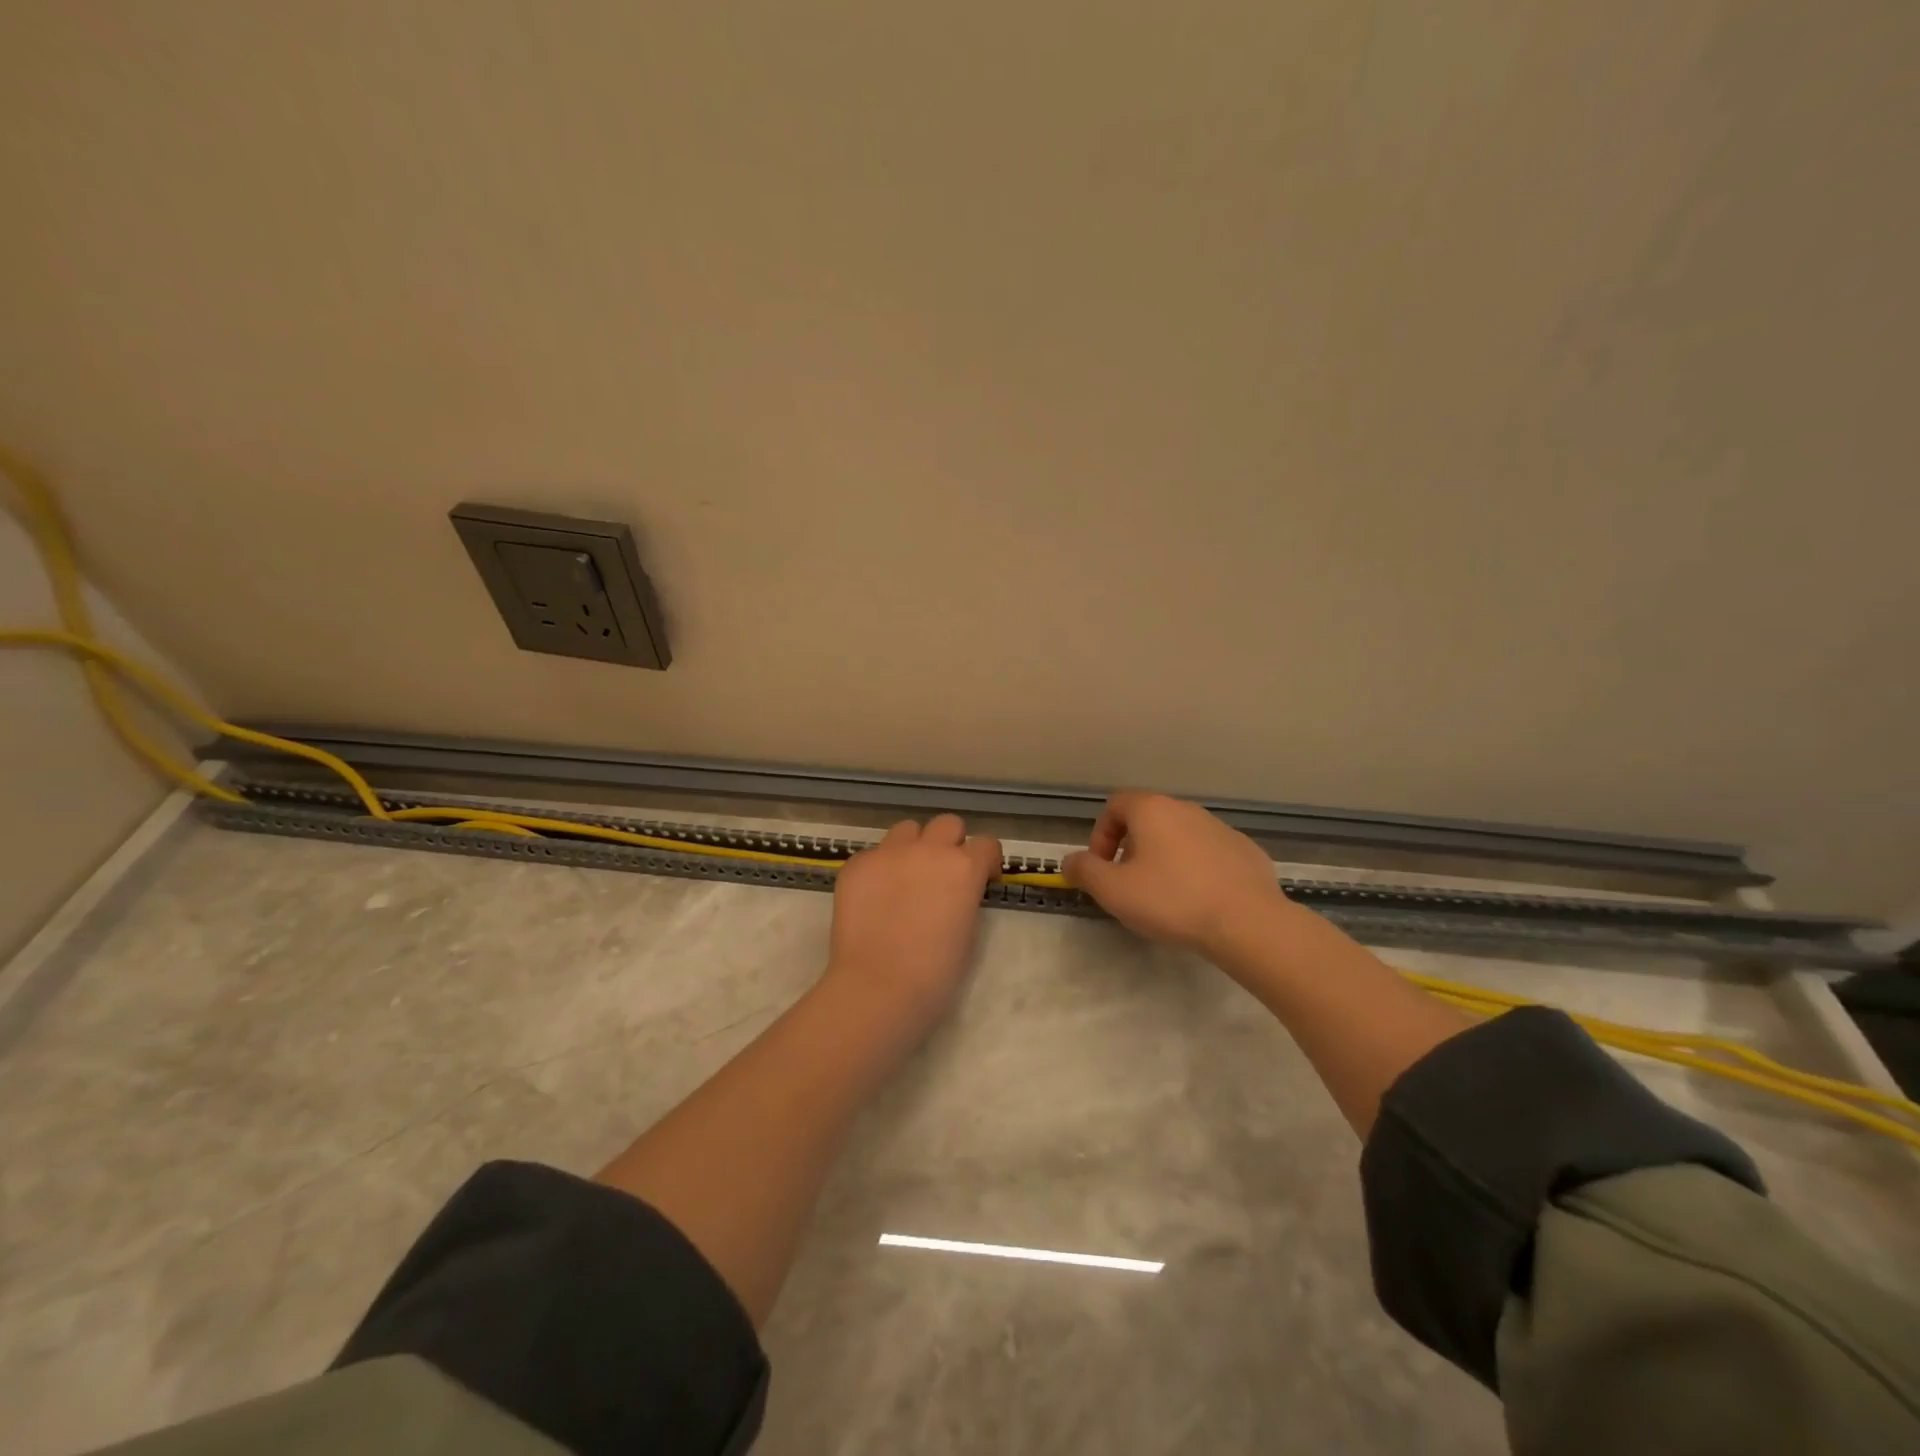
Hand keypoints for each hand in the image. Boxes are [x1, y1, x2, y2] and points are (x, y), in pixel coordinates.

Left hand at [824, 814, 1002, 1026]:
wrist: (878, 987)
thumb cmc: (935, 973)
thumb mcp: (968, 932)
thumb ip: (966, 897)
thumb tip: (956, 892)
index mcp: (964, 868)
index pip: (987, 844)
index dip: (986, 861)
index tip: (982, 879)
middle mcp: (929, 850)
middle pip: (948, 824)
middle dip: (950, 843)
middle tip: (942, 873)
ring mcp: (889, 853)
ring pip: (907, 830)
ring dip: (913, 846)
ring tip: (905, 877)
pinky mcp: (857, 864)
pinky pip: (874, 854)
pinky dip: (879, 869)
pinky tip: (874, 898)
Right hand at [1063, 791, 1292, 955]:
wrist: (1247, 922)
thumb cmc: (1171, 900)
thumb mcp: (1113, 890)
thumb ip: (1084, 871)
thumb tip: (1070, 861)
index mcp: (1152, 810)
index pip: (1115, 805)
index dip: (1101, 834)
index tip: (1102, 868)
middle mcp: (1186, 809)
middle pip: (1147, 820)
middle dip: (1131, 849)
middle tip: (1129, 885)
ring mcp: (1219, 828)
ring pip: (1179, 837)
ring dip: (1164, 859)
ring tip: (1165, 897)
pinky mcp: (1245, 851)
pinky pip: (1208, 854)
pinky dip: (1196, 870)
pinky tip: (1199, 901)